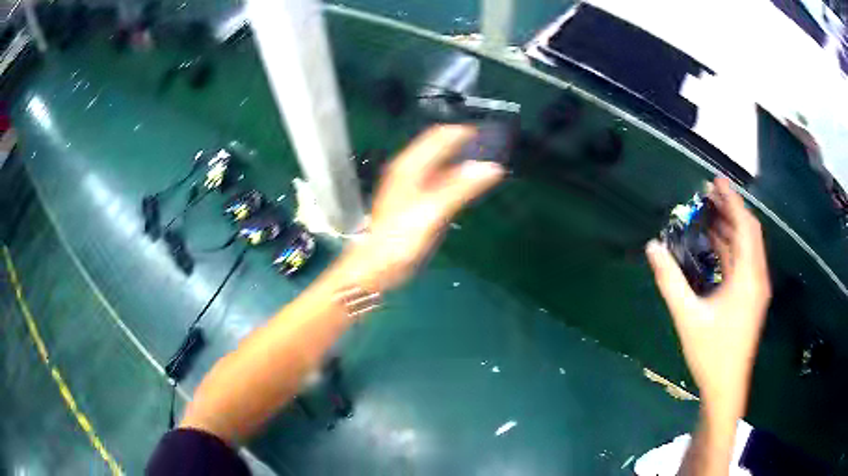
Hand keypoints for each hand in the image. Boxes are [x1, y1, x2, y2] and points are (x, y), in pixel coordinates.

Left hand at [343, 125, 503, 291]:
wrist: (376, 265)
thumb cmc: (400, 238)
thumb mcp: (432, 211)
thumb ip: (461, 188)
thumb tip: (491, 168)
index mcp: (410, 166)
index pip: (439, 136)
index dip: (462, 132)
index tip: (487, 134)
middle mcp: (409, 170)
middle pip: (439, 147)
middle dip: (463, 144)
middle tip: (490, 148)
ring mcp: (411, 185)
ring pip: (439, 164)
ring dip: (460, 161)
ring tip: (484, 163)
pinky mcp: (415, 201)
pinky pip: (438, 181)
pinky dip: (454, 178)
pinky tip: (467, 185)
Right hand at [646, 177, 770, 414]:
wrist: (727, 386)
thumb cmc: (711, 353)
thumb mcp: (688, 317)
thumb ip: (670, 281)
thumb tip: (652, 246)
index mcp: (748, 277)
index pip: (744, 226)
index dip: (731, 200)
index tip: (716, 180)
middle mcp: (757, 277)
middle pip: (749, 231)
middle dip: (731, 209)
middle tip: (709, 193)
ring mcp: (756, 288)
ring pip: (747, 246)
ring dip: (731, 227)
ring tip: (710, 211)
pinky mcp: (751, 297)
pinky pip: (744, 261)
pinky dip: (731, 246)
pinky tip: (716, 243)